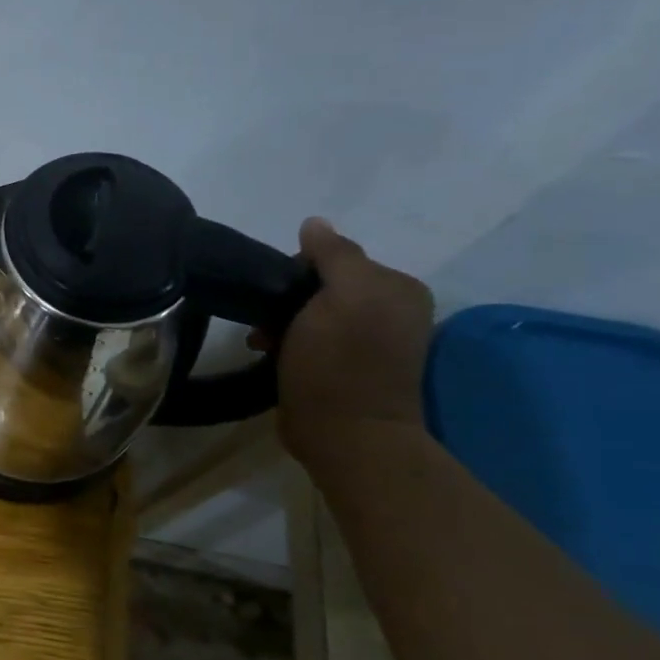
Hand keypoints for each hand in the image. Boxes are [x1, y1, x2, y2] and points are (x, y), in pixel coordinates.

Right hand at [271, 218, 434, 463]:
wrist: (344, 435)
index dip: (300, 270)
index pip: (337, 257)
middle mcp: (390, 311)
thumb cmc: (340, 362)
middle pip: (322, 286)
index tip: (277, 294)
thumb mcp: (341, 296)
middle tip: (266, 322)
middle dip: (288, 299)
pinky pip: (310, 339)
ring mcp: (369, 343)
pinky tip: (271, 354)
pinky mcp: (346, 369)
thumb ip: (333, 254)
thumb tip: (314, 223)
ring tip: (263, 342)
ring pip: (311, 313)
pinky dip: (287, 343)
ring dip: (281, 323)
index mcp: (397, 288)